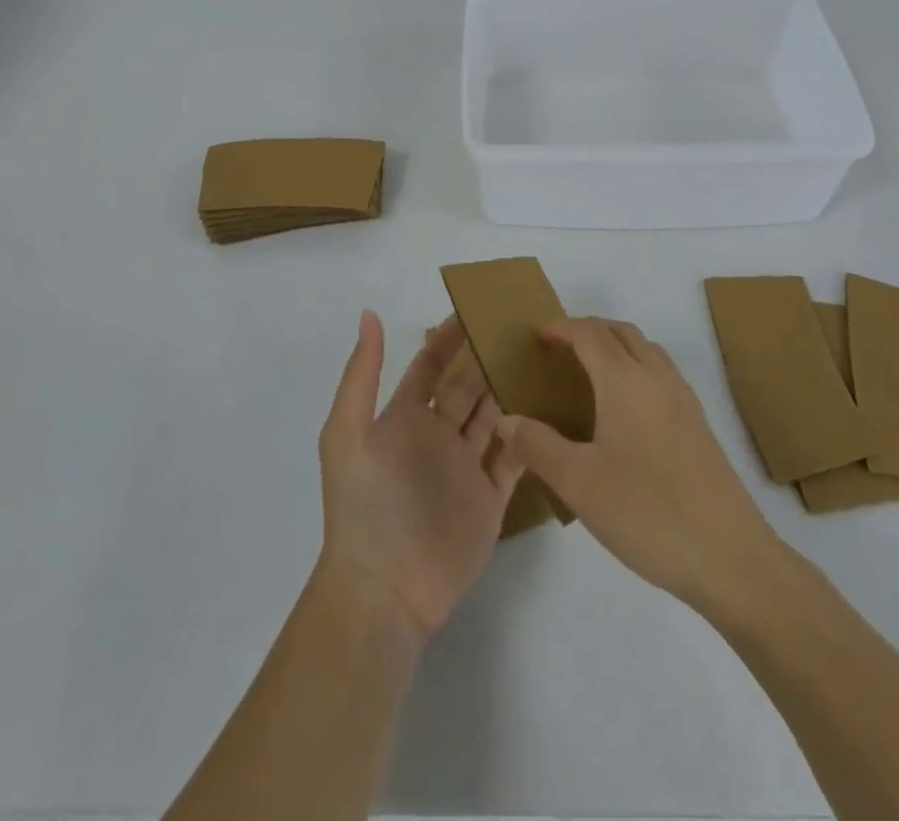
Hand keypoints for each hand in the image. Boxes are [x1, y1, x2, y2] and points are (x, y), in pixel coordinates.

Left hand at [316, 312, 522, 640]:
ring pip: (494, 416)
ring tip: (540, 358)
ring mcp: (466, 468)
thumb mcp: (348, 433)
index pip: (430, 367)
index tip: (475, 309)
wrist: (385, 589)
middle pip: (466, 387)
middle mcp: (437, 437)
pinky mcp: (491, 500)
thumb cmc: (365, 504)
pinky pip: (515, 458)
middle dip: (487, 358)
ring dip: (510, 389)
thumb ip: (362, 375)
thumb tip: (369, 314)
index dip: (448, 339)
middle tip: (519, 328)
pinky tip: (550, 408)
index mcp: (404, 419)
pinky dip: (529, 434)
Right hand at [497, 317, 781, 613]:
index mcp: (625, 381)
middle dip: (589, 330)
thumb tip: (506, 420)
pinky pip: (662, 373)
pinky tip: (626, 410)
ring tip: (590, 372)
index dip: (562, 328)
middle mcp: (657, 378)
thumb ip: (538, 445)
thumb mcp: (579, 483)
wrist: (731, 557)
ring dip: (617, 345)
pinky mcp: (699, 425)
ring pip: (647, 349)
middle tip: (559, 349)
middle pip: (622, 332)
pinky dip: (637, 368)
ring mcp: (684, 400)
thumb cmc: (648, 513)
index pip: (590, 334)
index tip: (537, 337)